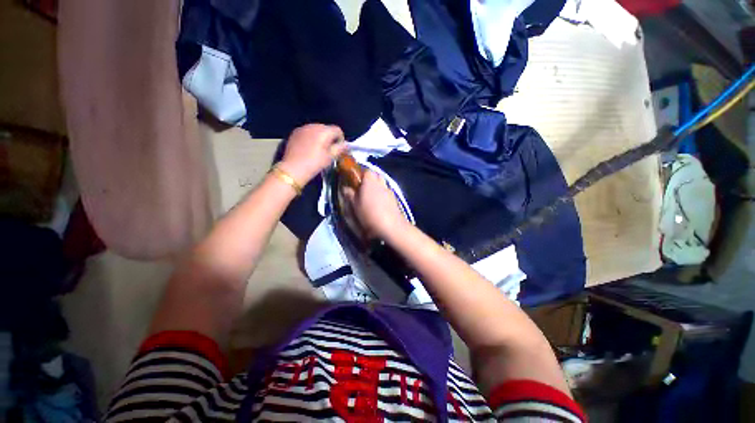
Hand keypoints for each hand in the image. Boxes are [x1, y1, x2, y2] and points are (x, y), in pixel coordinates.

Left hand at [278, 124, 346, 183]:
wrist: (293, 168)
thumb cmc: (315, 163)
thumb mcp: (330, 157)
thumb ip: (340, 148)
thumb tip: (346, 144)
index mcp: (324, 131)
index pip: (337, 130)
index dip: (340, 139)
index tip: (338, 148)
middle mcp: (313, 125)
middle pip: (327, 128)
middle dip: (330, 137)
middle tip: (328, 150)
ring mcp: (303, 128)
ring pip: (316, 129)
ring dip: (320, 136)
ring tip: (318, 148)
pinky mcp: (295, 132)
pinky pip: (307, 131)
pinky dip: (310, 137)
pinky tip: (308, 147)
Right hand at [342, 170, 408, 239]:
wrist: (390, 226)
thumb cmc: (369, 214)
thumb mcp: (355, 206)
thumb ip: (350, 195)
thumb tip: (345, 188)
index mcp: (370, 182)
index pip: (367, 171)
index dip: (361, 175)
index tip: (356, 183)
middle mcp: (381, 183)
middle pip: (377, 176)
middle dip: (370, 181)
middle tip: (363, 190)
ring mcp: (389, 191)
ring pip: (383, 185)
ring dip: (377, 189)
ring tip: (371, 199)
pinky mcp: (395, 200)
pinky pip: (387, 193)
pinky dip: (383, 196)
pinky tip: (380, 206)